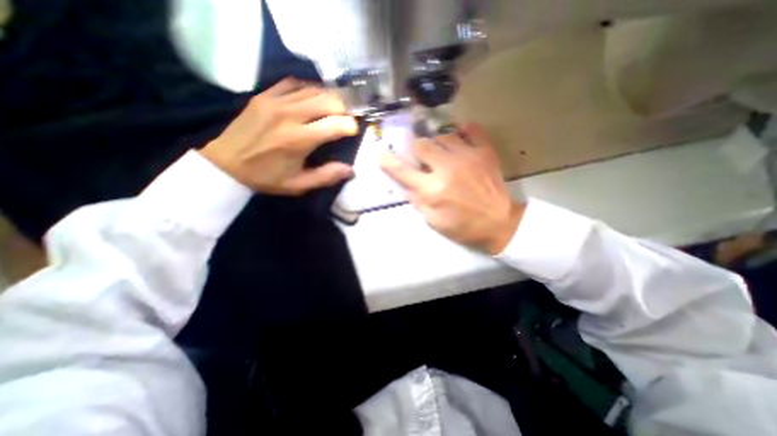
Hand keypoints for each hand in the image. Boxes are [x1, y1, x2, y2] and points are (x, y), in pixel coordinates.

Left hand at [200, 77, 356, 193]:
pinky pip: (293, 84)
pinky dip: (309, 89)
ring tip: (334, 109)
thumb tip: (350, 170)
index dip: (350, 126)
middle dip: (343, 109)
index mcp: (299, 140)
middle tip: (345, 119)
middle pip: (328, 101)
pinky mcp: (264, 95)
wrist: (225, 163)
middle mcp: (289, 115)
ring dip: (329, 98)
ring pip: (313, 90)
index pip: (335, 124)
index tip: (353, 131)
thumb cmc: (265, 177)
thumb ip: (325, 176)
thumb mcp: (298, 185)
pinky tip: (313, 98)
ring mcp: (275, 101)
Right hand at [379, 123, 524, 254]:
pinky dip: (464, 130)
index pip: (403, 171)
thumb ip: (417, 201)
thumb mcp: (434, 221)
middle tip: (421, 159)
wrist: (499, 223)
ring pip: (443, 136)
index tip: (382, 155)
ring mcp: (468, 157)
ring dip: (437, 145)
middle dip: (416, 151)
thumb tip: (406, 185)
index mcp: (433, 190)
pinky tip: (460, 137)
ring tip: (442, 154)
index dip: (389, 162)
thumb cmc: (463, 227)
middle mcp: (447, 169)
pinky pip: (473, 129)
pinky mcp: (485, 152)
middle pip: (422, 145)